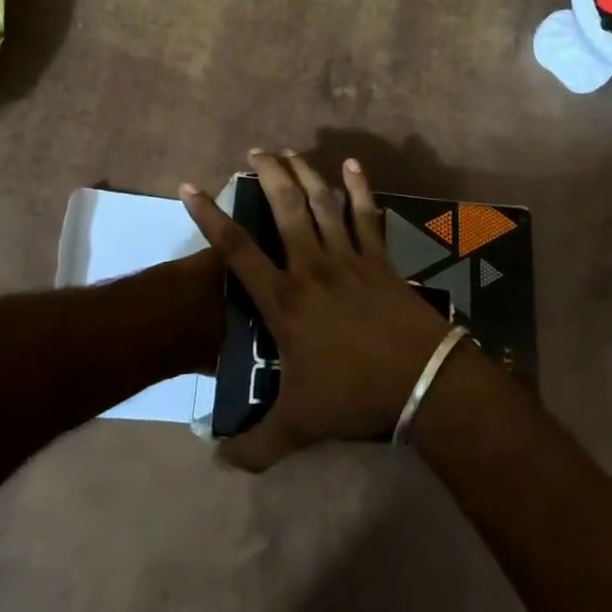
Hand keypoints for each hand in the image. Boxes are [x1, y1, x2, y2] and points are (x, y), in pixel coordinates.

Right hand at [180, 149, 456, 470]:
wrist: (421, 382)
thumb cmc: (354, 396)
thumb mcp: (298, 427)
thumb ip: (255, 446)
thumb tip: (218, 460)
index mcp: (285, 300)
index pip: (237, 250)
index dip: (209, 216)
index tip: (190, 187)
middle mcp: (312, 267)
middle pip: (285, 208)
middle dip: (267, 175)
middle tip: (254, 152)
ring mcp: (350, 259)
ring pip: (323, 204)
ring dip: (305, 173)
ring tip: (289, 151)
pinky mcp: (380, 259)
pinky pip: (367, 216)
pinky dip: (361, 189)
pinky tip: (353, 165)